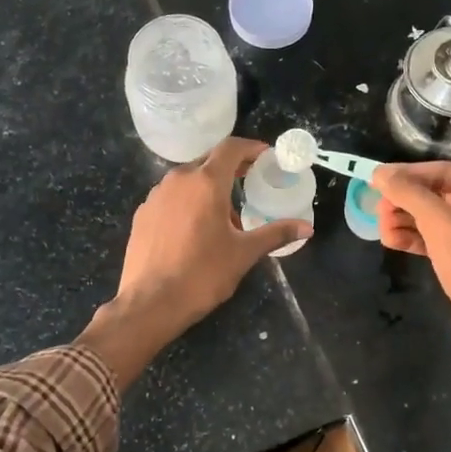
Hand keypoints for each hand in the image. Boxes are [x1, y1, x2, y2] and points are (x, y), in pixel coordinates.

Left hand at [80, 138, 309, 385]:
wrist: (150, 303)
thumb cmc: (202, 274)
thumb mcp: (244, 253)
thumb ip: (275, 234)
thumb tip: (307, 228)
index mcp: (206, 182)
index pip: (231, 148)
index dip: (251, 148)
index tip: (266, 157)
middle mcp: (178, 180)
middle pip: (208, 161)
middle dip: (231, 169)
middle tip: (250, 185)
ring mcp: (156, 196)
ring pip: (187, 180)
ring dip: (208, 188)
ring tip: (224, 215)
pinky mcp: (143, 214)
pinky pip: (171, 197)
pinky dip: (188, 202)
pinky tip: (195, 230)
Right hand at [371, 162, 450, 353]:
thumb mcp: (439, 222)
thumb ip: (408, 192)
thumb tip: (379, 172)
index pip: (446, 172)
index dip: (408, 174)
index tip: (376, 179)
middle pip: (440, 196)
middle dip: (406, 202)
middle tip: (378, 210)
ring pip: (437, 221)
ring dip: (407, 221)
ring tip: (381, 230)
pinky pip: (440, 242)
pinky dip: (417, 240)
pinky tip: (392, 242)